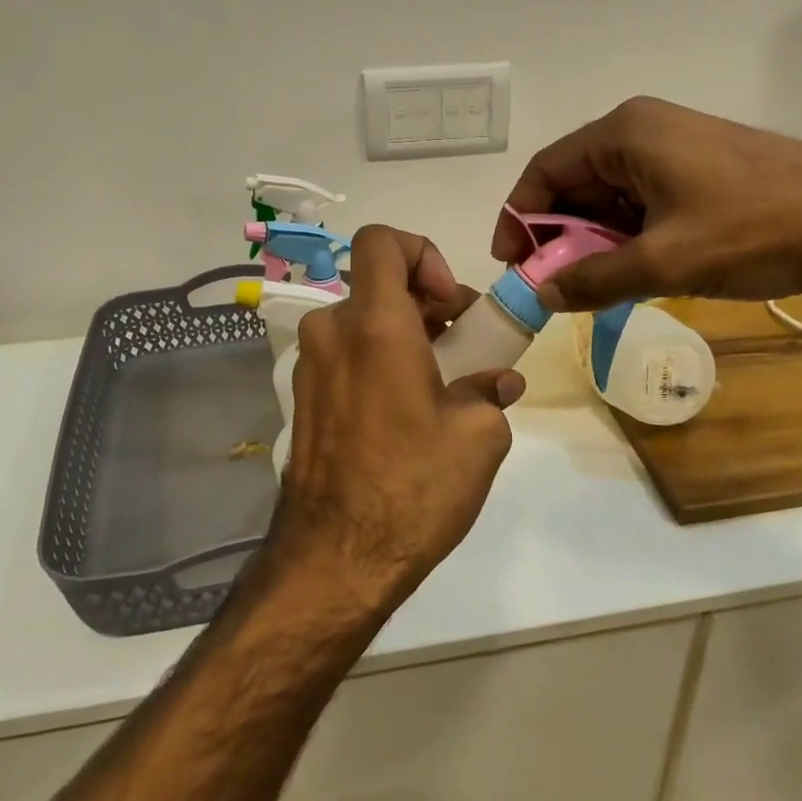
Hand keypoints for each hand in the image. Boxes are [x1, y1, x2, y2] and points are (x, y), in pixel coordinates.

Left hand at [270, 226, 525, 613]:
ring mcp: (310, 368)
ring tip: (442, 383)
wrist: (335, 559)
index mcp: (374, 325)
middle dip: (426, 302)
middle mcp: (332, 333)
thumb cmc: (412, 487)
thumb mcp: (477, 436)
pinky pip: (346, 356)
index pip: (382, 241)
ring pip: (363, 322)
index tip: (449, 302)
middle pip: (378, 285)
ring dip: (404, 335)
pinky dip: (379, 361)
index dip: (422, 254)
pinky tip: (407, 412)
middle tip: (463, 345)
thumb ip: (490, 391)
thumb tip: (499, 382)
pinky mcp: (303, 400)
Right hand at [495, 96, 801, 310]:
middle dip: (559, 236)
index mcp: (623, 135)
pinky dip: (626, 236)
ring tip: (595, 286)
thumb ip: (593, 279)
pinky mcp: (696, 170)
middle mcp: (640, 132)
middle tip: (553, 285)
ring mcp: (671, 148)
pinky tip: (633, 270)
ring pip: (608, 197)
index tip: (512, 264)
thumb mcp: (663, 262)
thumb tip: (542, 295)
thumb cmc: (751, 230)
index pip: (545, 170)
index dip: (519, 217)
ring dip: (593, 241)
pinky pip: (640, 201)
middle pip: (574, 183)